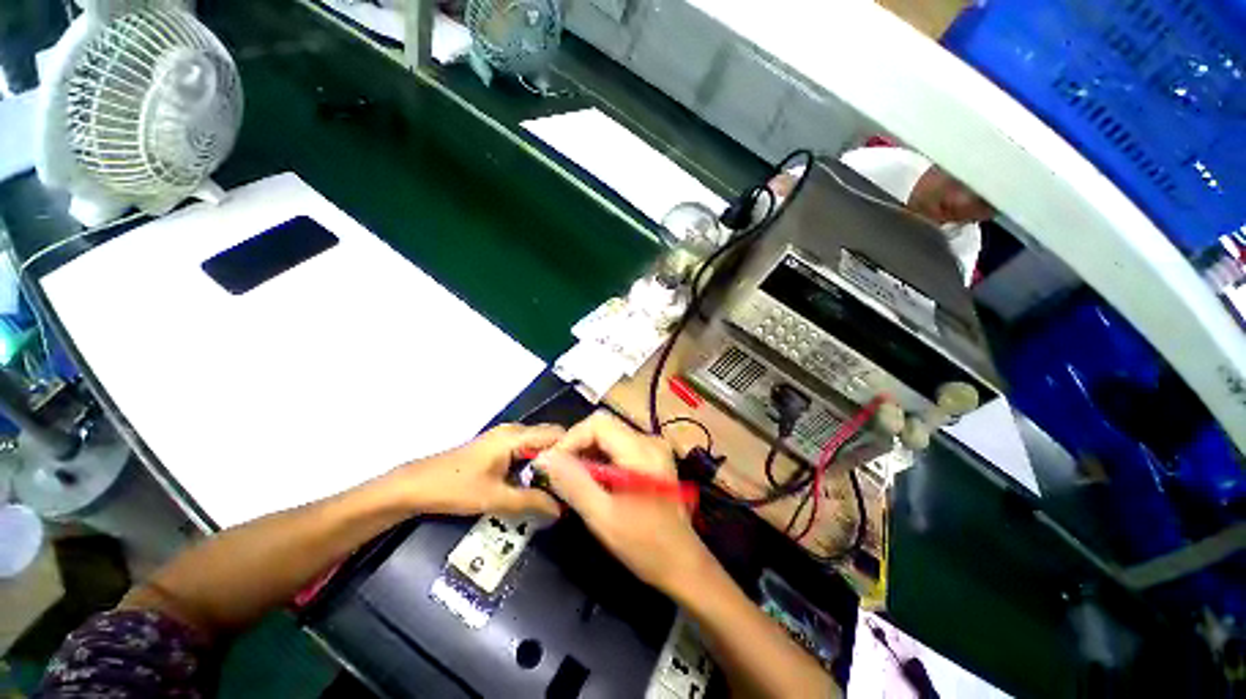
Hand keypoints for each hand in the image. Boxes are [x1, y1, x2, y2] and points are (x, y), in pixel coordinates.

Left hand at [391, 424, 563, 517]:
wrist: (414, 486)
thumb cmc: (454, 488)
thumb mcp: (494, 498)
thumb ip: (530, 502)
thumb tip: (561, 509)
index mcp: (515, 436)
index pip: (557, 435)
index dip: (573, 451)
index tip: (585, 473)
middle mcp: (513, 431)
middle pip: (549, 438)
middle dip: (563, 458)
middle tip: (575, 483)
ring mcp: (504, 438)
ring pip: (537, 445)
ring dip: (549, 463)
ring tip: (561, 485)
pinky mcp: (497, 448)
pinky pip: (526, 451)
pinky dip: (535, 464)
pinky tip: (538, 483)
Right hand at [536, 412, 708, 596]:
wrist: (683, 564)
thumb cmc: (645, 545)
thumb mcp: (603, 517)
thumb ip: (573, 483)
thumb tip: (545, 457)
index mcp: (642, 451)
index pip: (598, 423)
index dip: (570, 439)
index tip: (552, 465)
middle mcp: (650, 441)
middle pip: (604, 427)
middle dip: (577, 447)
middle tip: (559, 475)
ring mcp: (654, 448)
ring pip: (610, 436)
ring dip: (588, 454)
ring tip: (573, 481)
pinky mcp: (653, 458)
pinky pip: (620, 447)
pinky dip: (601, 460)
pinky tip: (594, 483)